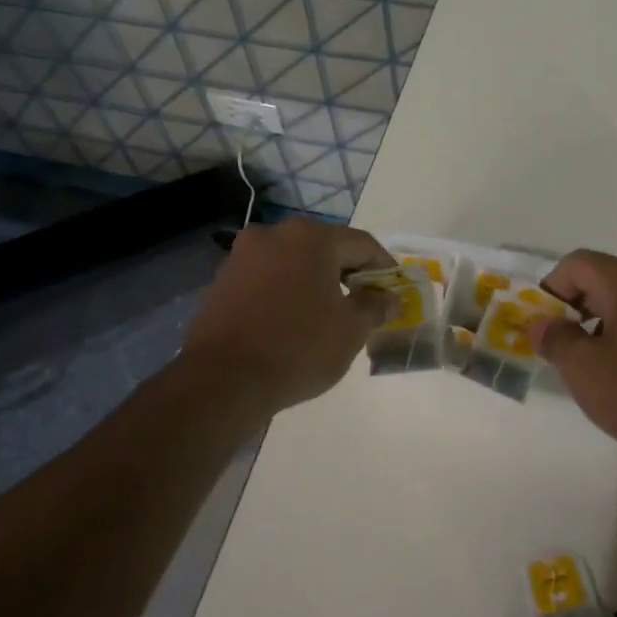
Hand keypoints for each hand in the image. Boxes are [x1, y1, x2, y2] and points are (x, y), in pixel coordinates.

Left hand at [177, 219, 396, 412]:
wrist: (222, 381)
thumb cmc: (298, 348)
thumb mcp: (351, 330)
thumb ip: (375, 306)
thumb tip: (390, 298)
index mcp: (311, 238)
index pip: (362, 244)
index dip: (384, 267)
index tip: (394, 290)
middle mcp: (274, 235)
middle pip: (325, 248)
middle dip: (348, 273)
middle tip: (365, 302)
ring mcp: (243, 256)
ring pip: (294, 262)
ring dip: (315, 282)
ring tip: (329, 314)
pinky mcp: (222, 281)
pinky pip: (268, 279)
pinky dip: (287, 292)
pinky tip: (294, 321)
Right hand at [530, 250, 616, 476]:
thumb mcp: (584, 369)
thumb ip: (555, 339)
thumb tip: (538, 321)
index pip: (577, 264)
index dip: (550, 288)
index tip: (540, 324)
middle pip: (604, 280)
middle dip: (575, 308)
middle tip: (560, 346)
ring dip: (602, 324)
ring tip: (593, 365)